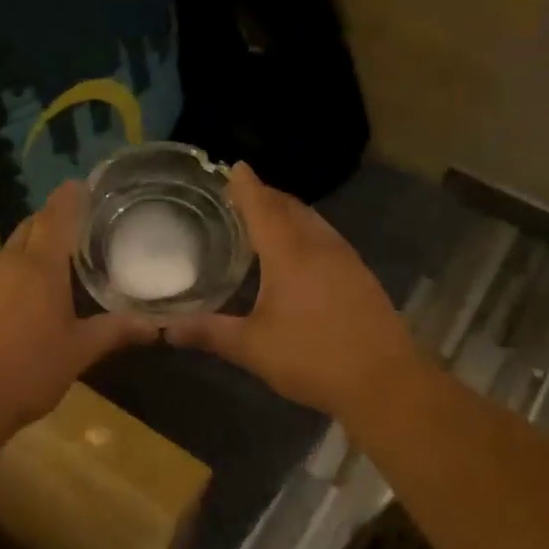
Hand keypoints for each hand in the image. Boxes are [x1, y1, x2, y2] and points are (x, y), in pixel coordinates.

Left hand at [0, 181, 157, 437]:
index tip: (82, 184)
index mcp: (40, 267)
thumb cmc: (30, 370)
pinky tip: (21, 304)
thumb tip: (156, 325)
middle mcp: (6, 264)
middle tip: (77, 229)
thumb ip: (116, 331)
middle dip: (51, 222)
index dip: (70, 197)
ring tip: (55, 268)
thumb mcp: (80, 351)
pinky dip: (11, 279)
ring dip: (30, 252)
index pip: (56, 216)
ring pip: (9, 254)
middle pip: (30, 228)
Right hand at [167, 163, 421, 420]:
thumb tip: (164, 329)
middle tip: (241, 194)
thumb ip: (208, 333)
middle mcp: (320, 246)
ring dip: (288, 213)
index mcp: (290, 253)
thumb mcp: (252, 348)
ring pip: (313, 222)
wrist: (384, 381)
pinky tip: (298, 255)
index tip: (233, 166)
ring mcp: (346, 259)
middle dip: (266, 196)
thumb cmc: (312, 358)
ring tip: (265, 219)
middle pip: (290, 208)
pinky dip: (305, 233)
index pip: (263, 206)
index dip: (246, 186)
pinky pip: (327, 239)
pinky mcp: (360, 277)